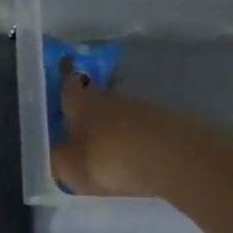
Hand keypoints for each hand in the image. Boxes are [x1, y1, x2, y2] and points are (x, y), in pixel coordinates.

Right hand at [50, 75, 170, 197]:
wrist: (176, 160)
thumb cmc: (110, 159)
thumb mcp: (72, 168)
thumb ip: (58, 160)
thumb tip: (55, 153)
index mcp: (82, 103)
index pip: (69, 82)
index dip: (65, 75)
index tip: (64, 64)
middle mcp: (111, 98)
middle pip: (96, 95)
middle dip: (88, 103)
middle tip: (79, 116)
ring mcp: (144, 108)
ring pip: (121, 111)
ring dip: (114, 121)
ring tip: (107, 141)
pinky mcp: (169, 124)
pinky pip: (143, 127)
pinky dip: (136, 136)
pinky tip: (135, 152)